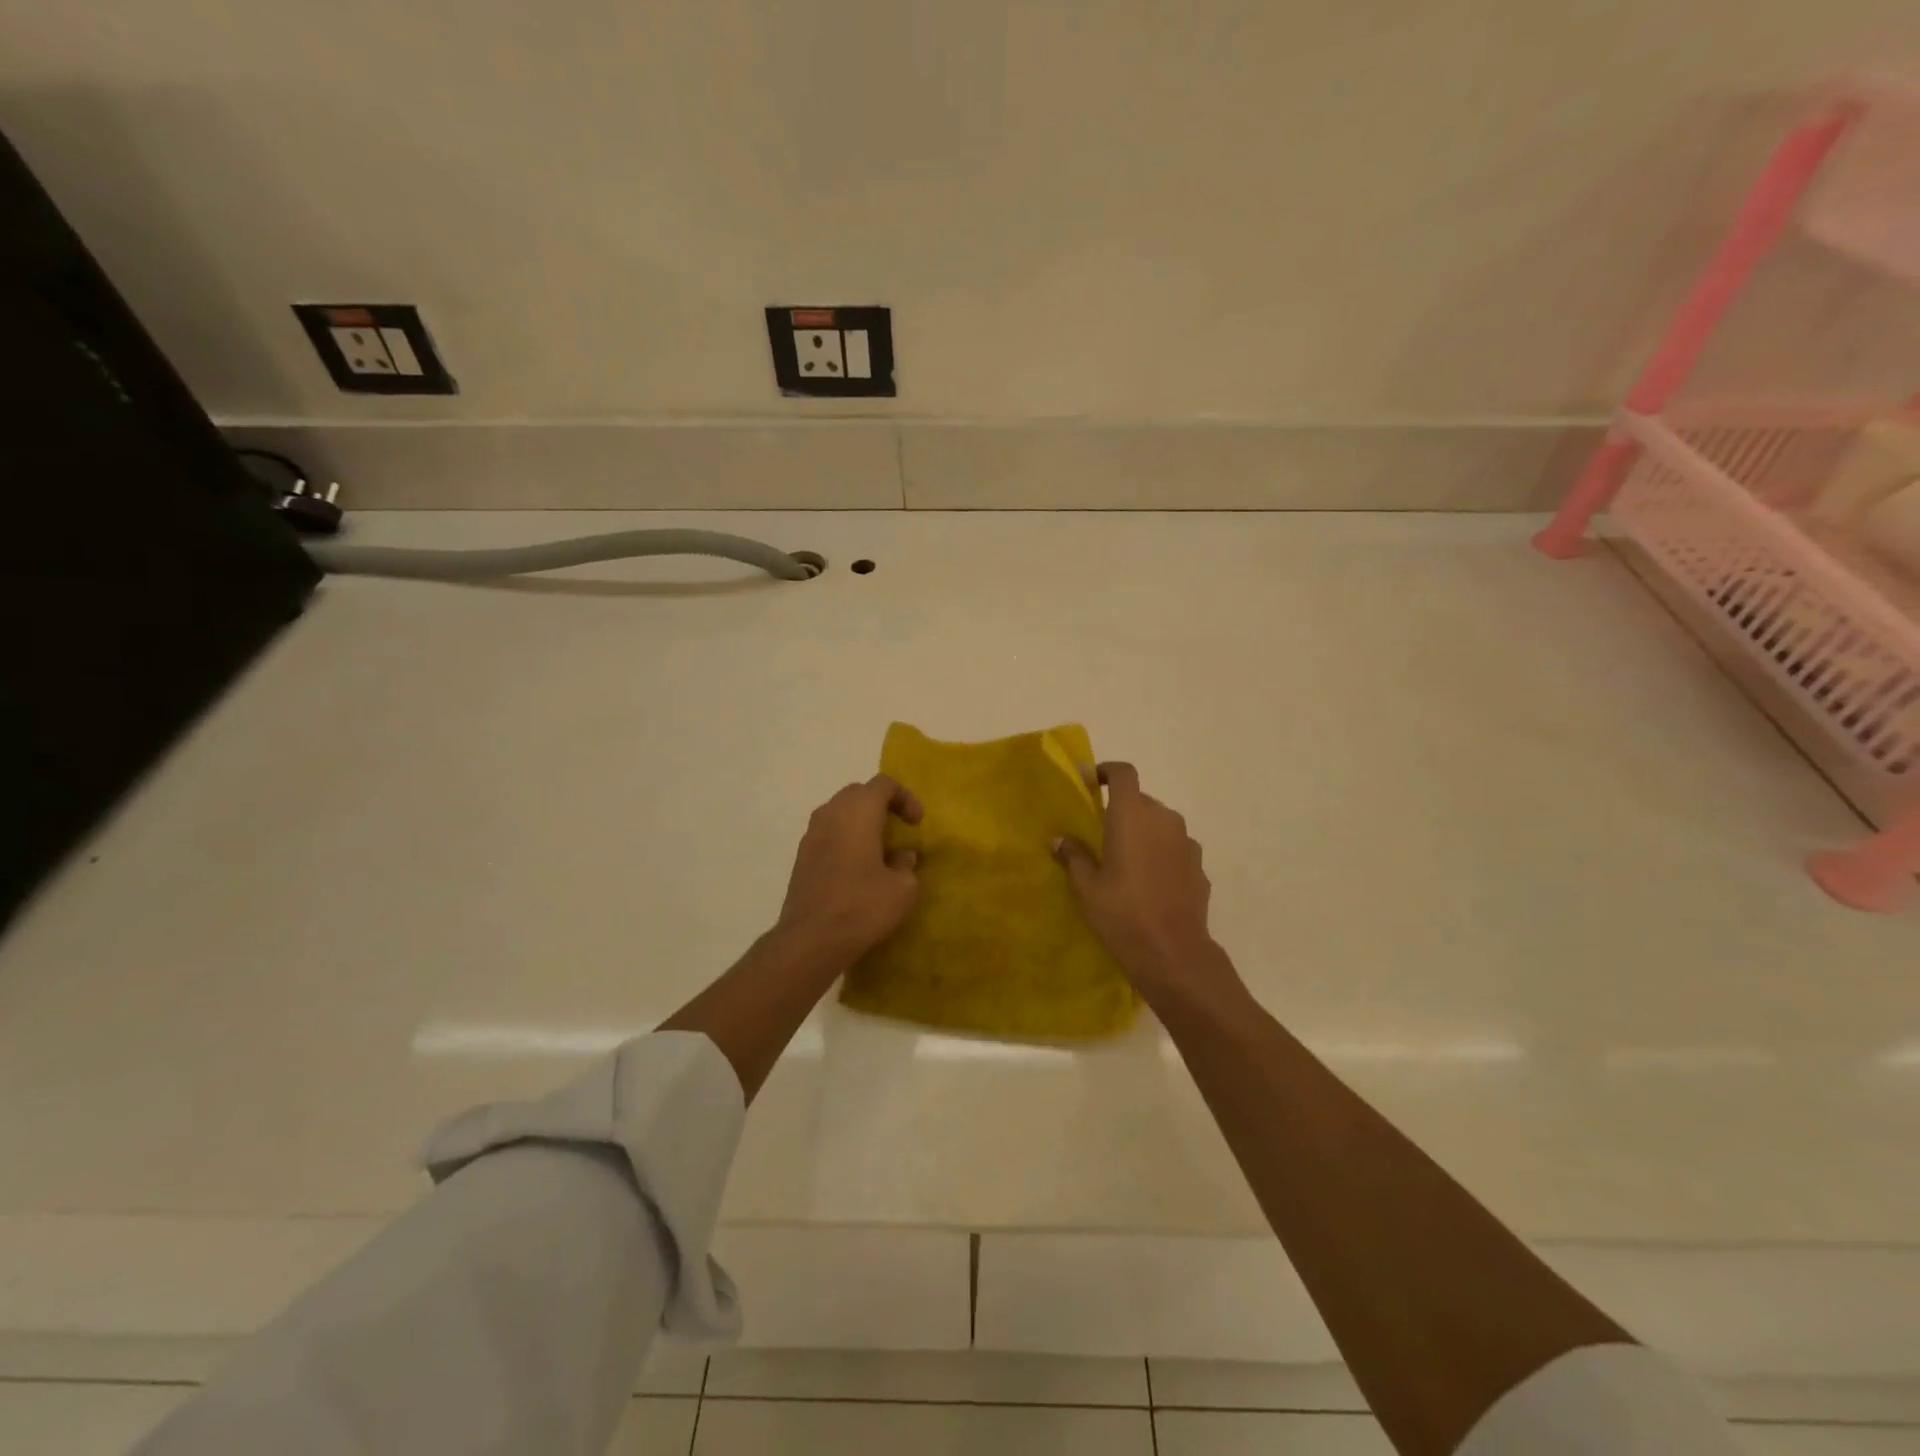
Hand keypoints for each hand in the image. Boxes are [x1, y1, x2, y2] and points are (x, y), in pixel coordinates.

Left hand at [776, 775, 923, 962]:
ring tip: (879, 849)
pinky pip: (828, 834)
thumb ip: (907, 864)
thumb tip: (901, 856)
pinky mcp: (801, 857)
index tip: (917, 823)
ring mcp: (811, 834)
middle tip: (899, 829)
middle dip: (882, 805)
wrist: (810, 940)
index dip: (905, 798)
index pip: (884, 784)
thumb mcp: (904, 889)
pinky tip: (857, 869)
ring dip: (861, 822)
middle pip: (859, 793)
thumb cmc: (862, 906)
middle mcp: (831, 813)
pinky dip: (846, 839)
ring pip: (840, 813)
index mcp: (858, 811)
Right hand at [1055, 763, 1225, 998]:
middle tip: (1102, 833)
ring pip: (1160, 824)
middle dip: (1122, 809)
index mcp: (1132, 815)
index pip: (1124, 773)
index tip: (1091, 781)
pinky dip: (1161, 853)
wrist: (1173, 952)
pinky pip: (1175, 847)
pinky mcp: (1199, 865)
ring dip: (1143, 832)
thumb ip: (1074, 856)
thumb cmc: (1122, 913)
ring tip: (1126, 860)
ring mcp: (1186, 842)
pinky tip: (1151, 881)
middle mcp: (1163, 818)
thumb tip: (1060, 840)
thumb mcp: (1087, 887)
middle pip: (1141, 800)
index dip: (1107, 771)